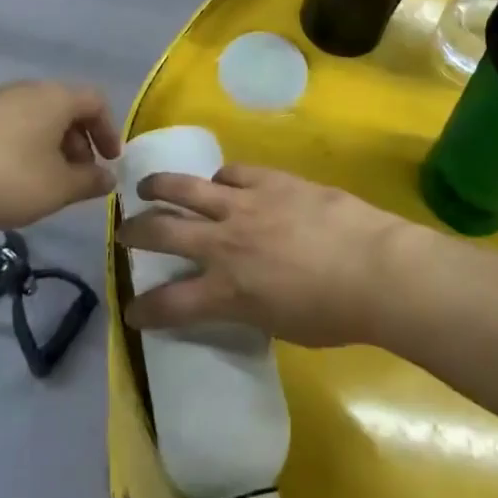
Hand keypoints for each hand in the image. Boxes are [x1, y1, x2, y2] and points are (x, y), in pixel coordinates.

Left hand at [0, 81, 121, 228]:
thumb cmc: (8, 177)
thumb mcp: (58, 188)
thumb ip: (89, 181)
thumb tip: (108, 177)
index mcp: (56, 97)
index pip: (96, 102)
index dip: (108, 130)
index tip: (108, 161)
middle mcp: (30, 89)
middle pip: (67, 107)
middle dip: (80, 142)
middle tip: (79, 176)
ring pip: (39, 116)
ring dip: (53, 145)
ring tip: (47, 180)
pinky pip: (15, 123)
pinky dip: (27, 144)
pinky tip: (15, 175)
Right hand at [117, 166, 413, 346]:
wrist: (374, 268)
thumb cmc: (335, 314)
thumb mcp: (281, 325)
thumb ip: (250, 305)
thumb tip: (242, 293)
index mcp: (226, 291)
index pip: (168, 304)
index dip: (144, 310)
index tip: (133, 310)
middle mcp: (224, 244)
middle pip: (162, 232)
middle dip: (134, 232)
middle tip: (123, 231)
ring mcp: (246, 205)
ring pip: (186, 188)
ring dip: (161, 186)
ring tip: (148, 186)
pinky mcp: (271, 181)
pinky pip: (233, 173)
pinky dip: (221, 180)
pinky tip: (221, 182)